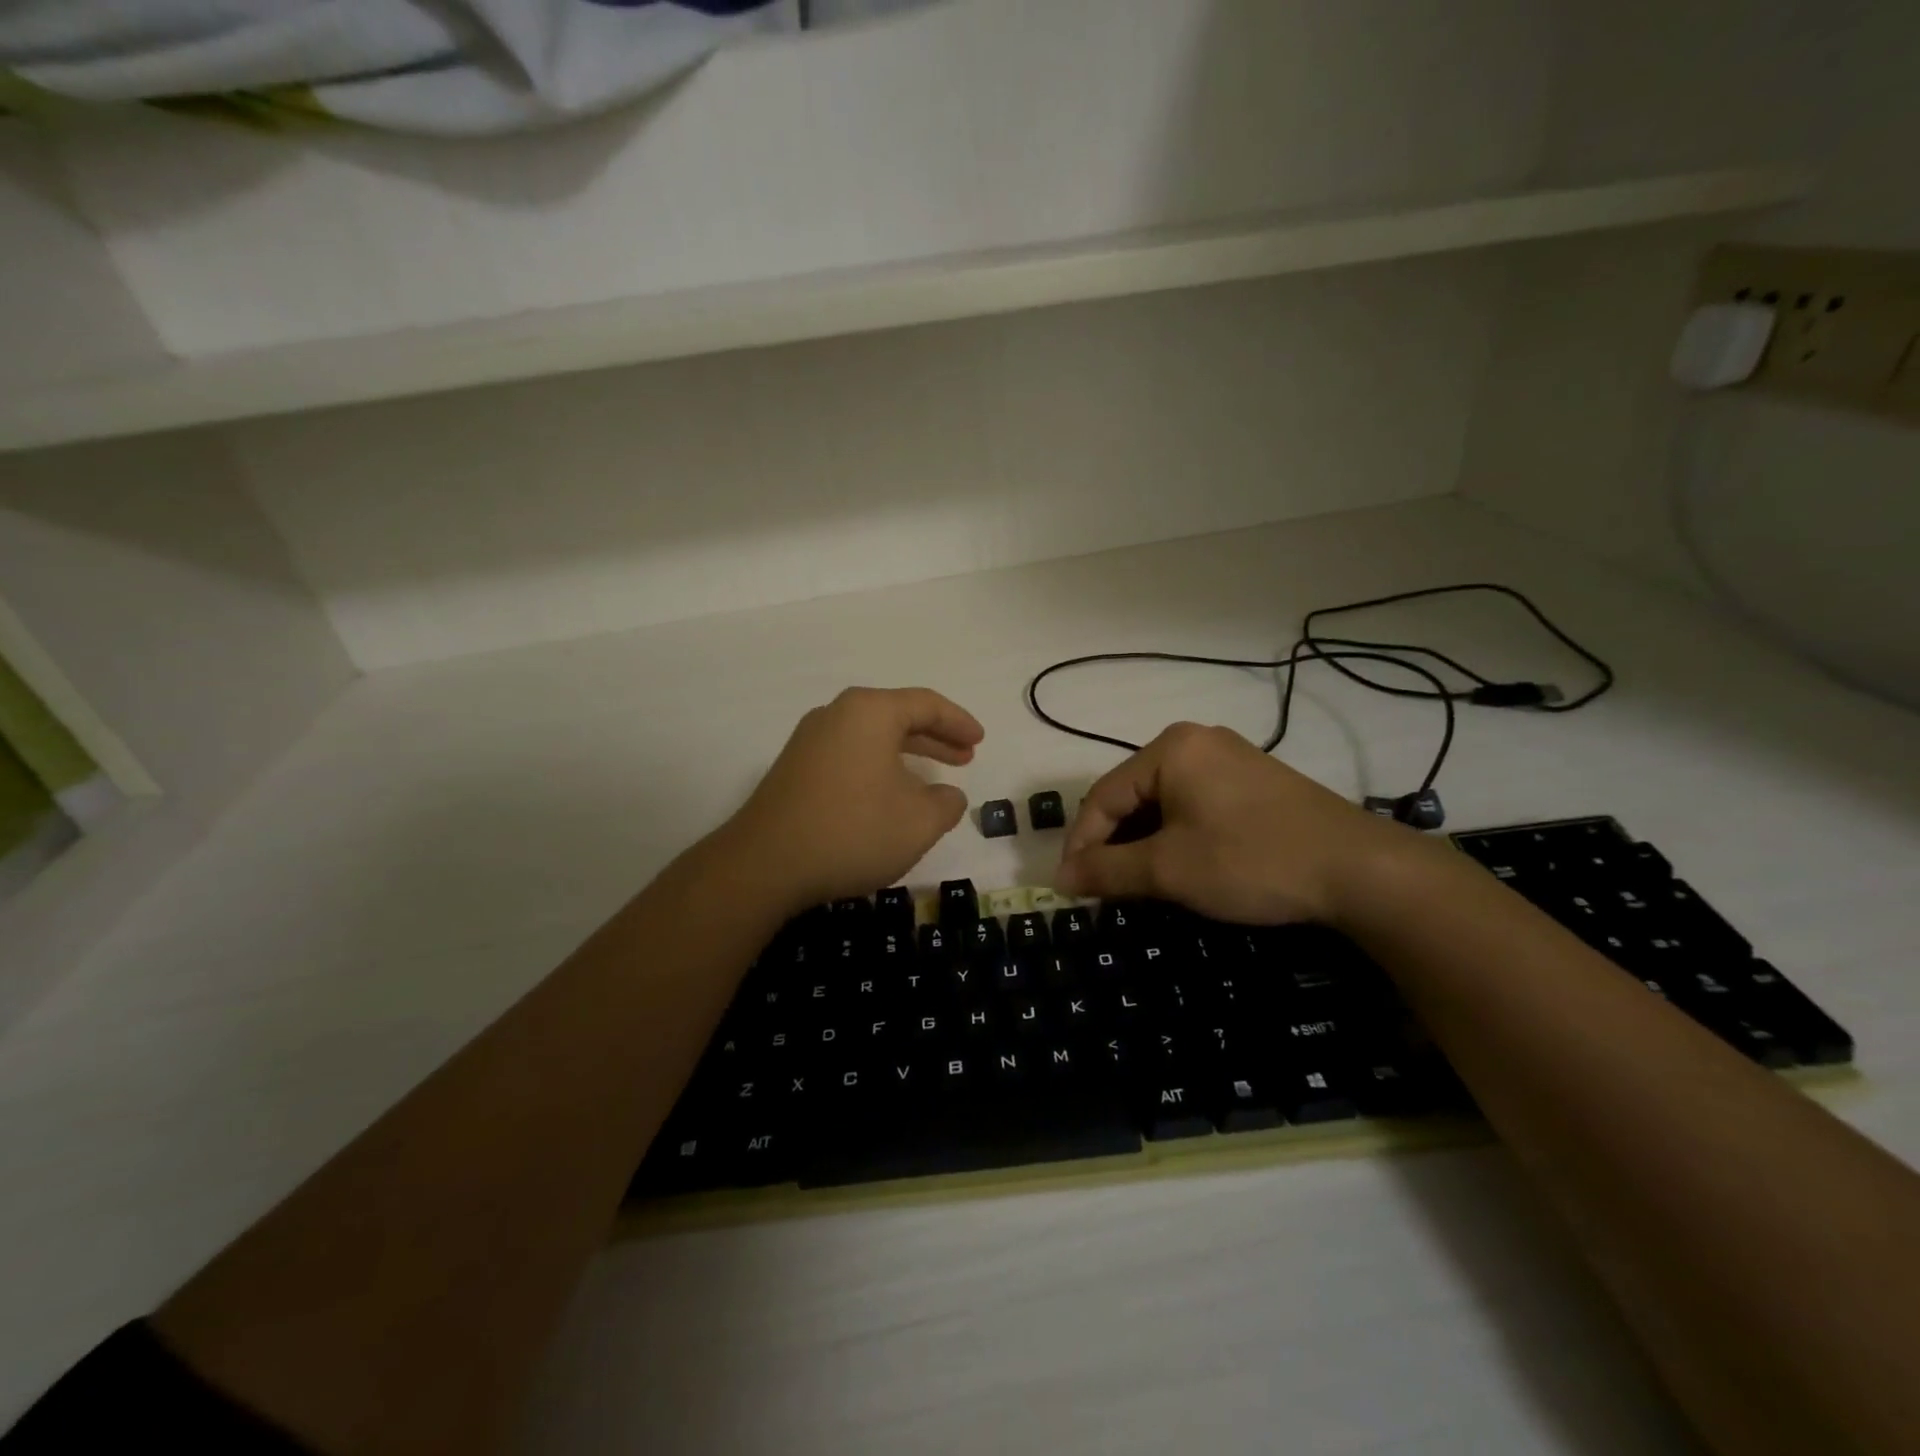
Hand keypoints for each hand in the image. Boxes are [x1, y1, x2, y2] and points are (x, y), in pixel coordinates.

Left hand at [718, 687, 983, 910]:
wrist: (765, 864)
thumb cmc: (853, 831)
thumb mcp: (919, 822)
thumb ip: (946, 803)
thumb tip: (947, 795)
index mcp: (870, 712)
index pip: (926, 704)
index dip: (959, 722)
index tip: (980, 741)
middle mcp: (837, 714)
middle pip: (897, 716)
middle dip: (935, 737)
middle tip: (965, 757)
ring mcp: (810, 740)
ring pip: (872, 737)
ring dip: (907, 754)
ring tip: (934, 778)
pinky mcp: (795, 768)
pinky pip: (850, 754)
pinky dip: (879, 766)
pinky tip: (889, 795)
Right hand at [1053, 722, 1425, 926]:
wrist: (1360, 869)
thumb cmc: (1251, 861)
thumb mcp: (1169, 869)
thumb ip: (1108, 870)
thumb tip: (1061, 879)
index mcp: (1170, 748)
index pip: (1103, 796)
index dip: (1080, 844)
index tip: (1068, 888)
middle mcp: (1196, 741)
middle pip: (1132, 795)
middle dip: (1112, 843)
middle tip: (1101, 888)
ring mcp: (1230, 758)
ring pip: (1163, 801)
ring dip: (1143, 842)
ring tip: (1135, 882)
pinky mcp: (1254, 780)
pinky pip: (1195, 803)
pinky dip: (1176, 835)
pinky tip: (1178, 865)